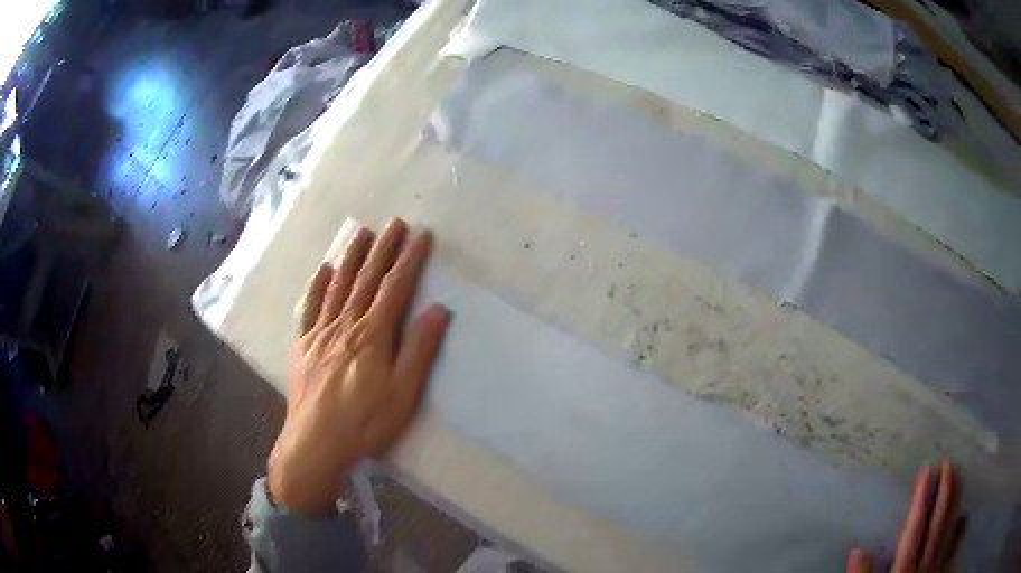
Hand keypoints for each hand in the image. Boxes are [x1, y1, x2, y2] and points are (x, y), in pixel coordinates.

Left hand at [268, 219, 450, 515]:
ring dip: (352, 258)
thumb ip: (419, 349)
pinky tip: (324, 270)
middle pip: (367, 280)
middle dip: (383, 250)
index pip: (394, 288)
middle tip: (394, 223)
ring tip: (362, 233)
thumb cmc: (364, 422)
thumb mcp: (402, 393)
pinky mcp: (303, 346)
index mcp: (372, 335)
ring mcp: (320, 333)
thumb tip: (439, 309)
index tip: (421, 235)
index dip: (409, 260)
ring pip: (338, 287)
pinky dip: (318, 286)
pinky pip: (310, 308)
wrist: (315, 443)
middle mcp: (345, 325)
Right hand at [847, 460, 963, 572]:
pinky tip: (963, 522)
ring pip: (949, 537)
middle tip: (951, 464)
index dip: (922, 501)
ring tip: (961, 484)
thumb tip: (859, 549)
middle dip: (946, 495)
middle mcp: (923, 571)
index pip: (915, 532)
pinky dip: (958, 535)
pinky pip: (952, 554)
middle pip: (938, 528)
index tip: (928, 470)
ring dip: (956, 510)